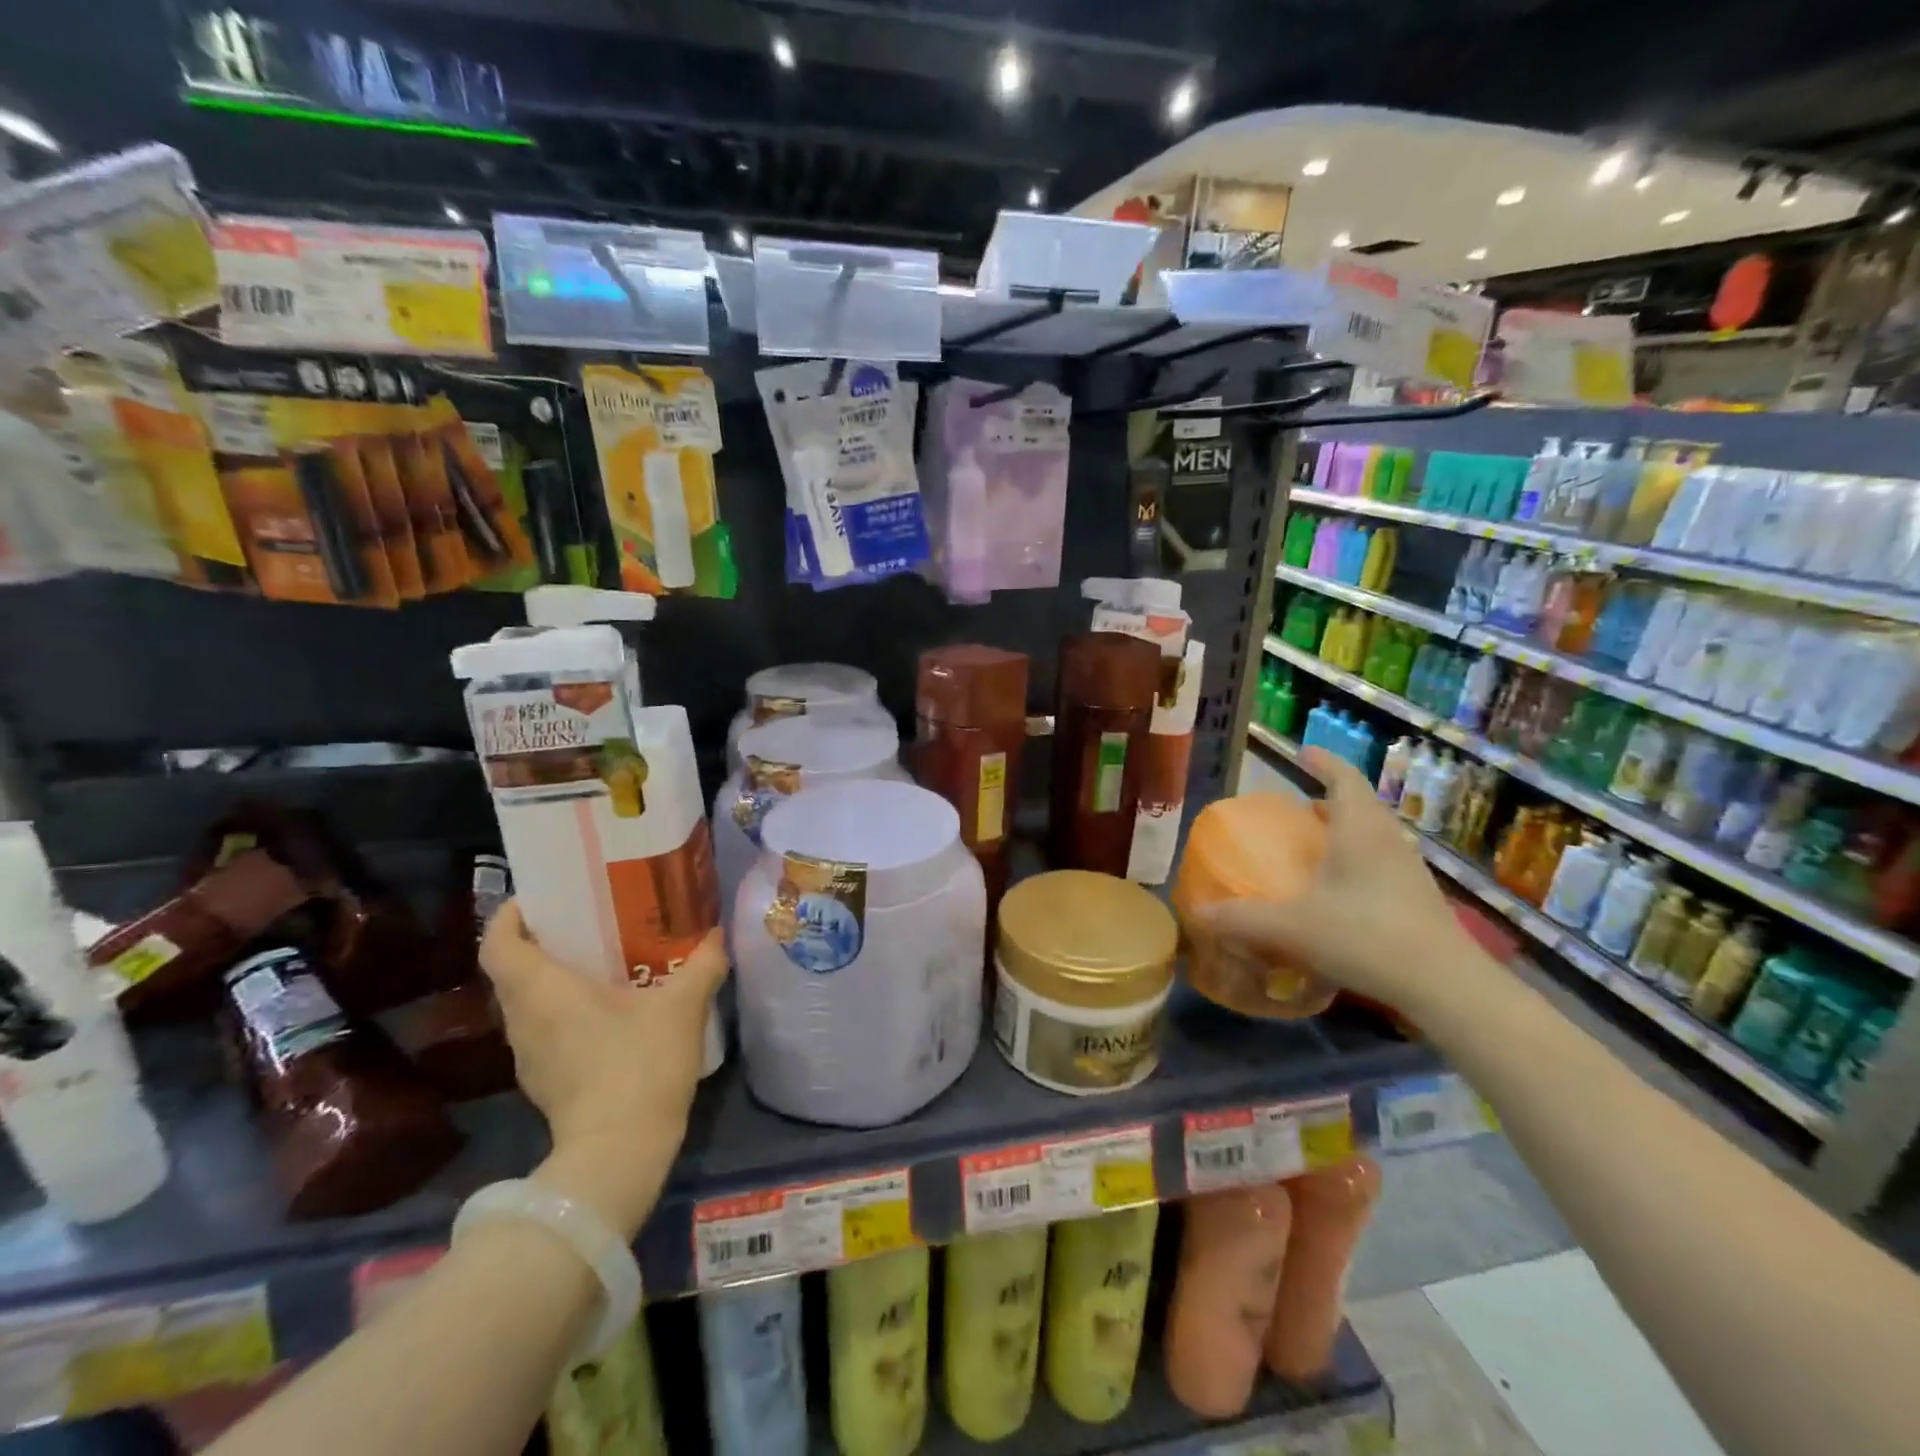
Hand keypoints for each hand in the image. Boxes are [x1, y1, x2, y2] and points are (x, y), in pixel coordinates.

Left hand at [479, 901, 727, 1233]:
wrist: (619, 1154)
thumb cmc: (640, 1065)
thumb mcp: (683, 1007)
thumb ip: (702, 964)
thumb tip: (714, 935)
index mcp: (543, 990)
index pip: (499, 942)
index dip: (511, 914)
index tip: (543, 897)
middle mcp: (523, 1019)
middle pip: (512, 969)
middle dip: (542, 940)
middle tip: (587, 920)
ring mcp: (529, 1054)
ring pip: (527, 1001)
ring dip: (553, 977)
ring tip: (601, 960)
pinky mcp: (543, 1080)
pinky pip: (544, 1028)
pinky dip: (563, 1009)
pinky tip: (607, 1009)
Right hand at [1202, 747, 1482, 1017]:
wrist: (1445, 986)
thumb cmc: (1366, 937)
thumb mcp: (1292, 927)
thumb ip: (1242, 919)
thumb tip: (1198, 913)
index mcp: (1359, 830)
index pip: (1343, 779)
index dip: (1324, 762)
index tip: (1304, 753)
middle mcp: (1388, 840)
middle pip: (1361, 804)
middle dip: (1330, 798)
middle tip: (1300, 804)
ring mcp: (1409, 870)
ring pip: (1375, 834)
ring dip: (1347, 829)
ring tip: (1317, 841)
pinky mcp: (1418, 898)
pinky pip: (1383, 861)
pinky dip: (1358, 859)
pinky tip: (1340, 888)